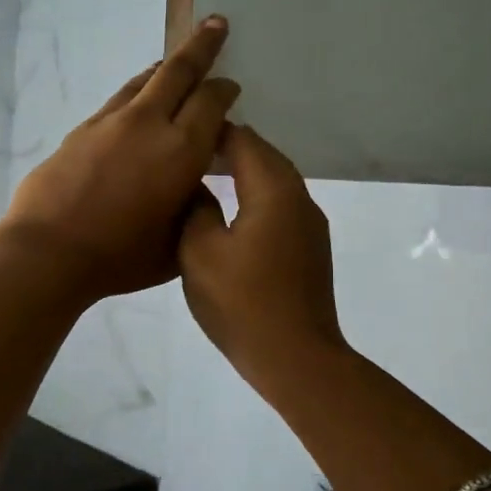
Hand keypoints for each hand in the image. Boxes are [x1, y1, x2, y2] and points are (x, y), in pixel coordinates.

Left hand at [0, 17, 240, 305]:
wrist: (48, 251)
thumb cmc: (120, 257)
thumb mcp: (177, 243)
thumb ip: (194, 207)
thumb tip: (194, 184)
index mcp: (181, 150)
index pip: (211, 102)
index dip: (224, 89)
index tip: (231, 85)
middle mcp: (149, 124)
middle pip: (179, 71)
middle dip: (202, 44)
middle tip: (216, 23)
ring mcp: (110, 122)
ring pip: (144, 80)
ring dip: (164, 67)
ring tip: (173, 61)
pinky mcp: (82, 129)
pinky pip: (118, 100)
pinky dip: (135, 92)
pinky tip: (135, 103)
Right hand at [179, 123, 347, 396]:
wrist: (296, 358)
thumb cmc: (242, 303)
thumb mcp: (199, 252)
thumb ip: (195, 208)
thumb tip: (197, 187)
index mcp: (274, 191)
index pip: (244, 141)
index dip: (213, 132)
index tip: (180, 134)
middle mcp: (299, 198)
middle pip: (264, 156)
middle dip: (229, 147)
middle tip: (190, 151)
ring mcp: (310, 224)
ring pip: (275, 180)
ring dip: (244, 172)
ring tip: (207, 175)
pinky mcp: (310, 247)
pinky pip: (281, 205)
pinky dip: (256, 195)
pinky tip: (232, 211)